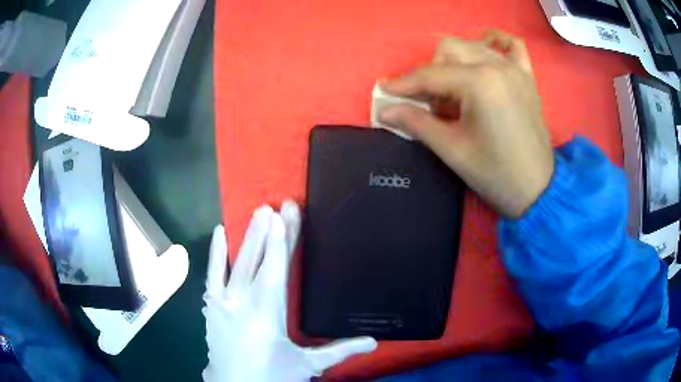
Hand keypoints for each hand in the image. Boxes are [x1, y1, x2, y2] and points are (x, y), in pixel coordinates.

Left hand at [202, 201, 376, 381]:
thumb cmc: (271, 376)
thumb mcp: (307, 365)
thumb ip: (339, 350)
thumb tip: (373, 342)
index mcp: (268, 313)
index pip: (278, 268)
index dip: (283, 240)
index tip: (287, 215)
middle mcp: (244, 301)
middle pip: (260, 260)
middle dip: (269, 231)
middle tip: (277, 205)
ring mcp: (223, 302)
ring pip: (237, 263)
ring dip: (249, 237)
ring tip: (258, 212)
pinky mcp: (211, 307)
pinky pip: (212, 274)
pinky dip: (215, 253)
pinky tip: (220, 232)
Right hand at [380, 31, 552, 217]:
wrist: (537, 190)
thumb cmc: (495, 174)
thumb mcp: (452, 149)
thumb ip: (416, 123)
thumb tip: (384, 111)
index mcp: (480, 83)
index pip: (431, 75)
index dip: (403, 84)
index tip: (384, 91)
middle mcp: (497, 66)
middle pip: (449, 49)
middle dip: (432, 72)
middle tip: (431, 103)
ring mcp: (515, 68)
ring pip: (472, 45)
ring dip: (455, 62)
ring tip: (456, 92)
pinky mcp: (527, 77)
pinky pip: (511, 45)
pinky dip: (495, 43)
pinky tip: (486, 50)